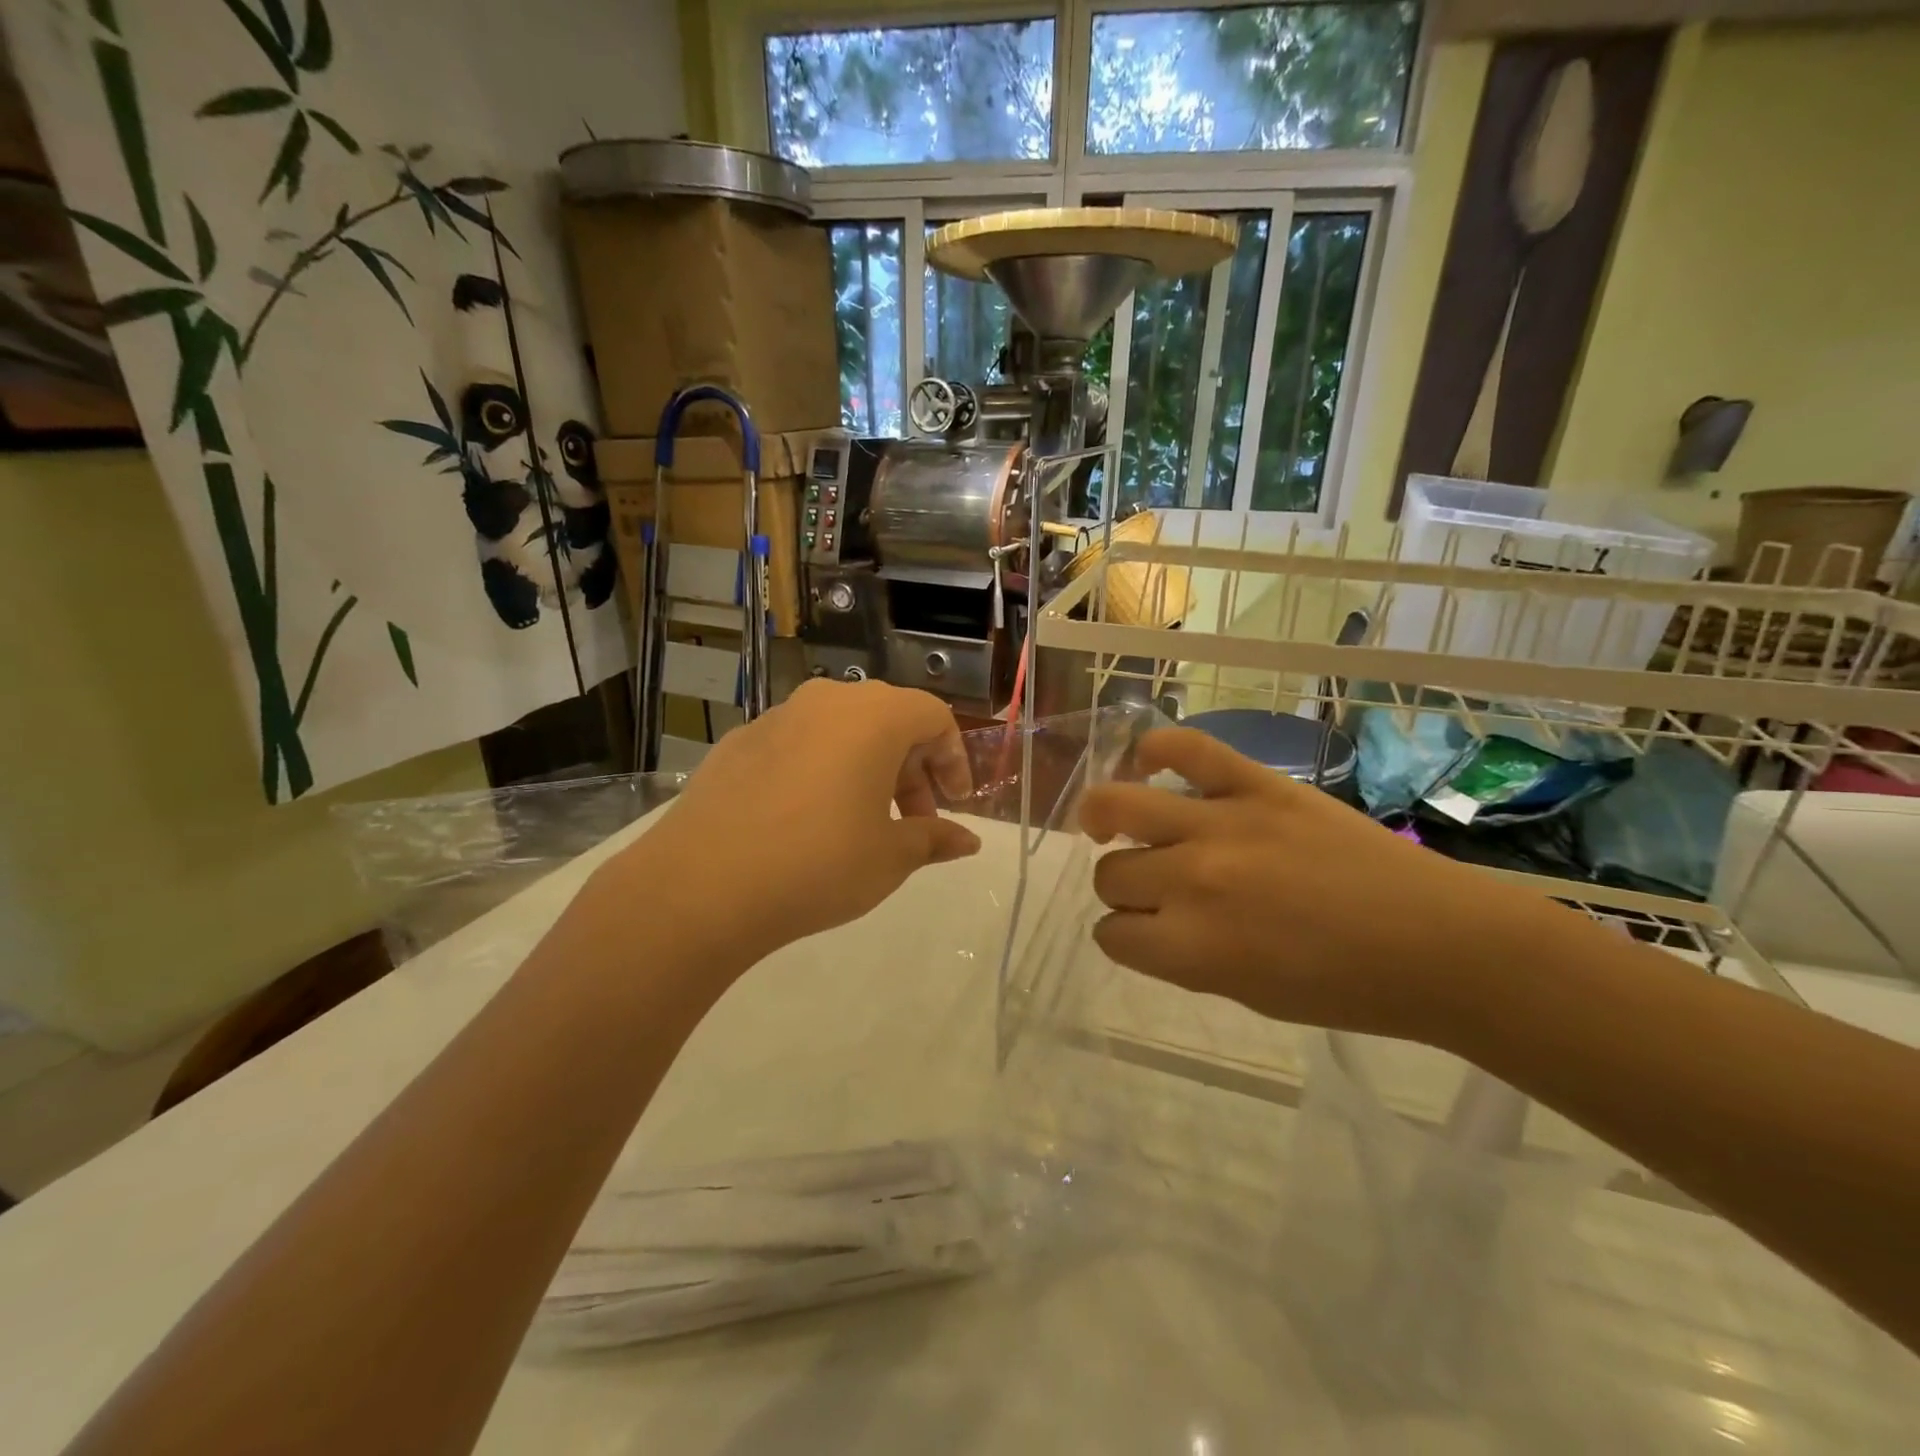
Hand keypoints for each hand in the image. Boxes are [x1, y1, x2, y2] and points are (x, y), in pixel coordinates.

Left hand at [600, 680, 980, 964]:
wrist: (701, 885)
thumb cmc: (818, 864)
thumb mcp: (890, 857)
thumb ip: (933, 838)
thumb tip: (967, 840)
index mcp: (873, 717)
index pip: (933, 717)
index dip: (954, 759)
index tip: (955, 803)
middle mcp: (826, 701)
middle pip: (887, 720)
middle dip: (912, 768)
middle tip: (914, 820)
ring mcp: (776, 718)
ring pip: (840, 730)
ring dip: (866, 768)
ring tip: (863, 822)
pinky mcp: (738, 742)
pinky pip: (798, 745)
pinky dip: (820, 770)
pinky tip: (806, 820)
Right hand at [1079, 727, 1537, 1041]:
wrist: (1439, 944)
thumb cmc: (1346, 989)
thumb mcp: (1246, 995)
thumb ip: (1183, 957)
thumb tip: (1147, 923)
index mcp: (1191, 947)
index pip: (1111, 934)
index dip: (1123, 936)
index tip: (1144, 934)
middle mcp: (1193, 879)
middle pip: (1110, 874)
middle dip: (1123, 887)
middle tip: (1154, 887)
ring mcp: (1222, 822)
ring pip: (1119, 807)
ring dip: (1108, 822)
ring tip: (1113, 821)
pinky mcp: (1257, 783)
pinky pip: (1185, 747)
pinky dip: (1155, 749)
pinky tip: (1147, 761)